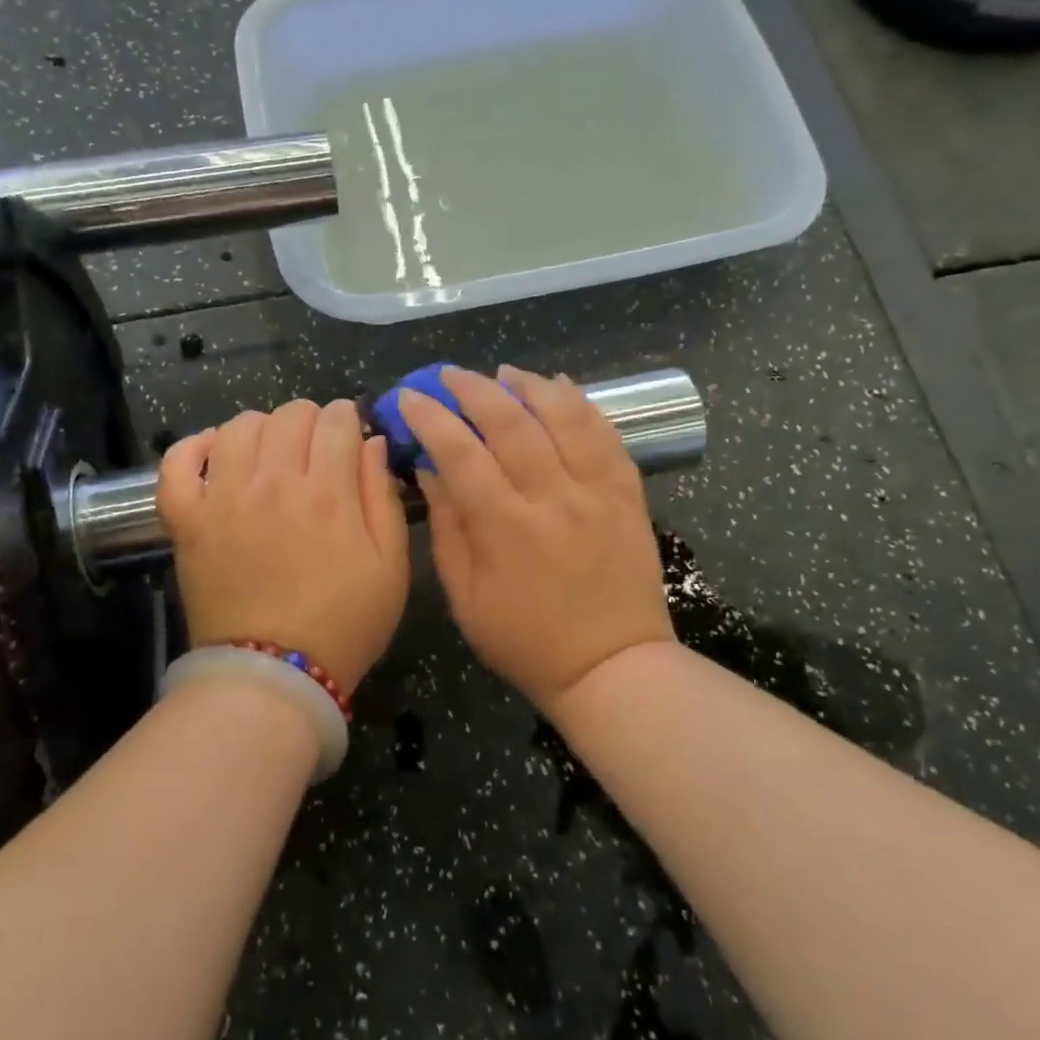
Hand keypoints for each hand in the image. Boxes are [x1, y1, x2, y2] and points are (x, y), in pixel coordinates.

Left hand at [157, 399, 409, 692]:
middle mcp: (272, 482)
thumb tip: (372, 443)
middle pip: (290, 415)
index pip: (337, 421)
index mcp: (327, 492)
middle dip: (312, 419)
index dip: (349, 418)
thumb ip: (383, 497)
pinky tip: (215, 451)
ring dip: (263, 427)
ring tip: (272, 452)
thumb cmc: (344, 625)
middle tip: (318, 447)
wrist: (273, 677)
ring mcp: (223, 498)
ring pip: (239, 426)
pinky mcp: (187, 520)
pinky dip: (194, 447)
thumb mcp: (391, 567)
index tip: (352, 433)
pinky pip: (177, 464)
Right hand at [400, 366, 674, 706]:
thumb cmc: (525, 641)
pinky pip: (606, 434)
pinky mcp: (628, 494)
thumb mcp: (466, 596)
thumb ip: (447, 527)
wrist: (612, 666)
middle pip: (511, 422)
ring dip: (530, 386)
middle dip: (474, 389)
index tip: (412, 396)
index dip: (431, 418)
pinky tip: (561, 388)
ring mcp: (597, 492)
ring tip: (506, 373)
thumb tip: (429, 469)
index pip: (460, 453)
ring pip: (564, 416)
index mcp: (506, 528)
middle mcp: (553, 498)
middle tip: (452, 375)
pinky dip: (582, 404)